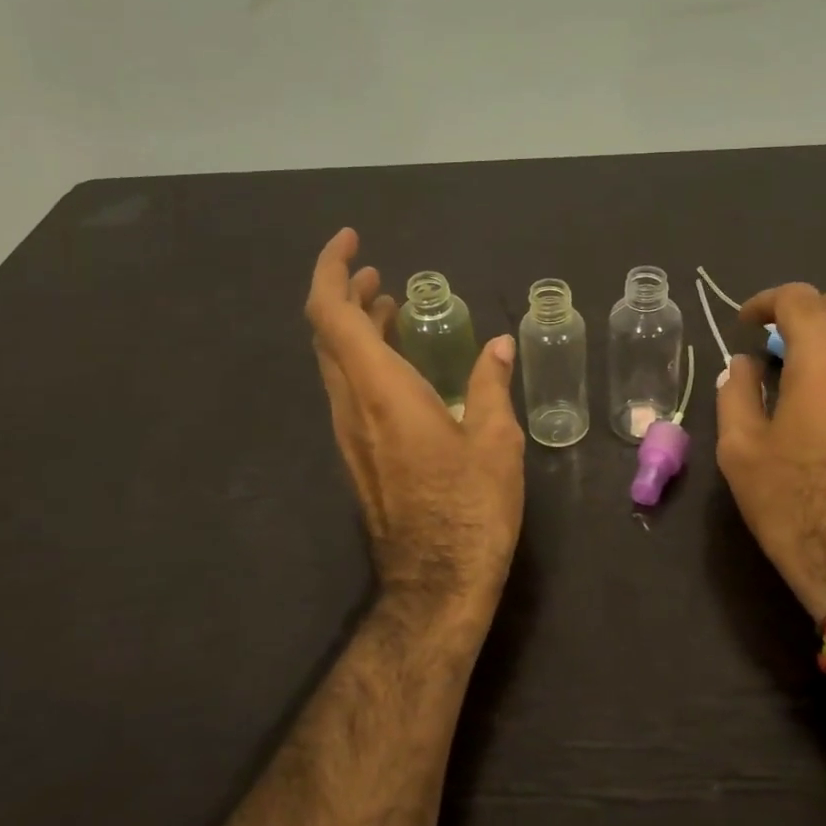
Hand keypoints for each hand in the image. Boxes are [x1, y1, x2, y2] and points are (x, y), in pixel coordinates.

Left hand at [306, 229, 525, 625]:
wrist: (436, 582)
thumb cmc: (471, 509)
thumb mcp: (495, 441)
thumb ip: (491, 385)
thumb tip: (498, 346)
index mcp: (381, 392)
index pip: (332, 315)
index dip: (332, 271)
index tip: (352, 243)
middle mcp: (352, 407)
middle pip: (327, 335)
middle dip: (345, 294)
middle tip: (378, 274)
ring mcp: (349, 435)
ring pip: (335, 364)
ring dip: (355, 327)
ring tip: (392, 307)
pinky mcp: (358, 456)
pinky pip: (348, 391)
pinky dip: (365, 360)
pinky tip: (401, 365)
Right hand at [715, 284, 825, 624]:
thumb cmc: (792, 501)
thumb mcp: (740, 448)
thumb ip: (736, 393)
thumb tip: (744, 365)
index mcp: (822, 359)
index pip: (799, 299)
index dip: (766, 302)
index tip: (746, 325)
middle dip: (805, 308)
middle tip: (776, 337)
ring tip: (810, 356)